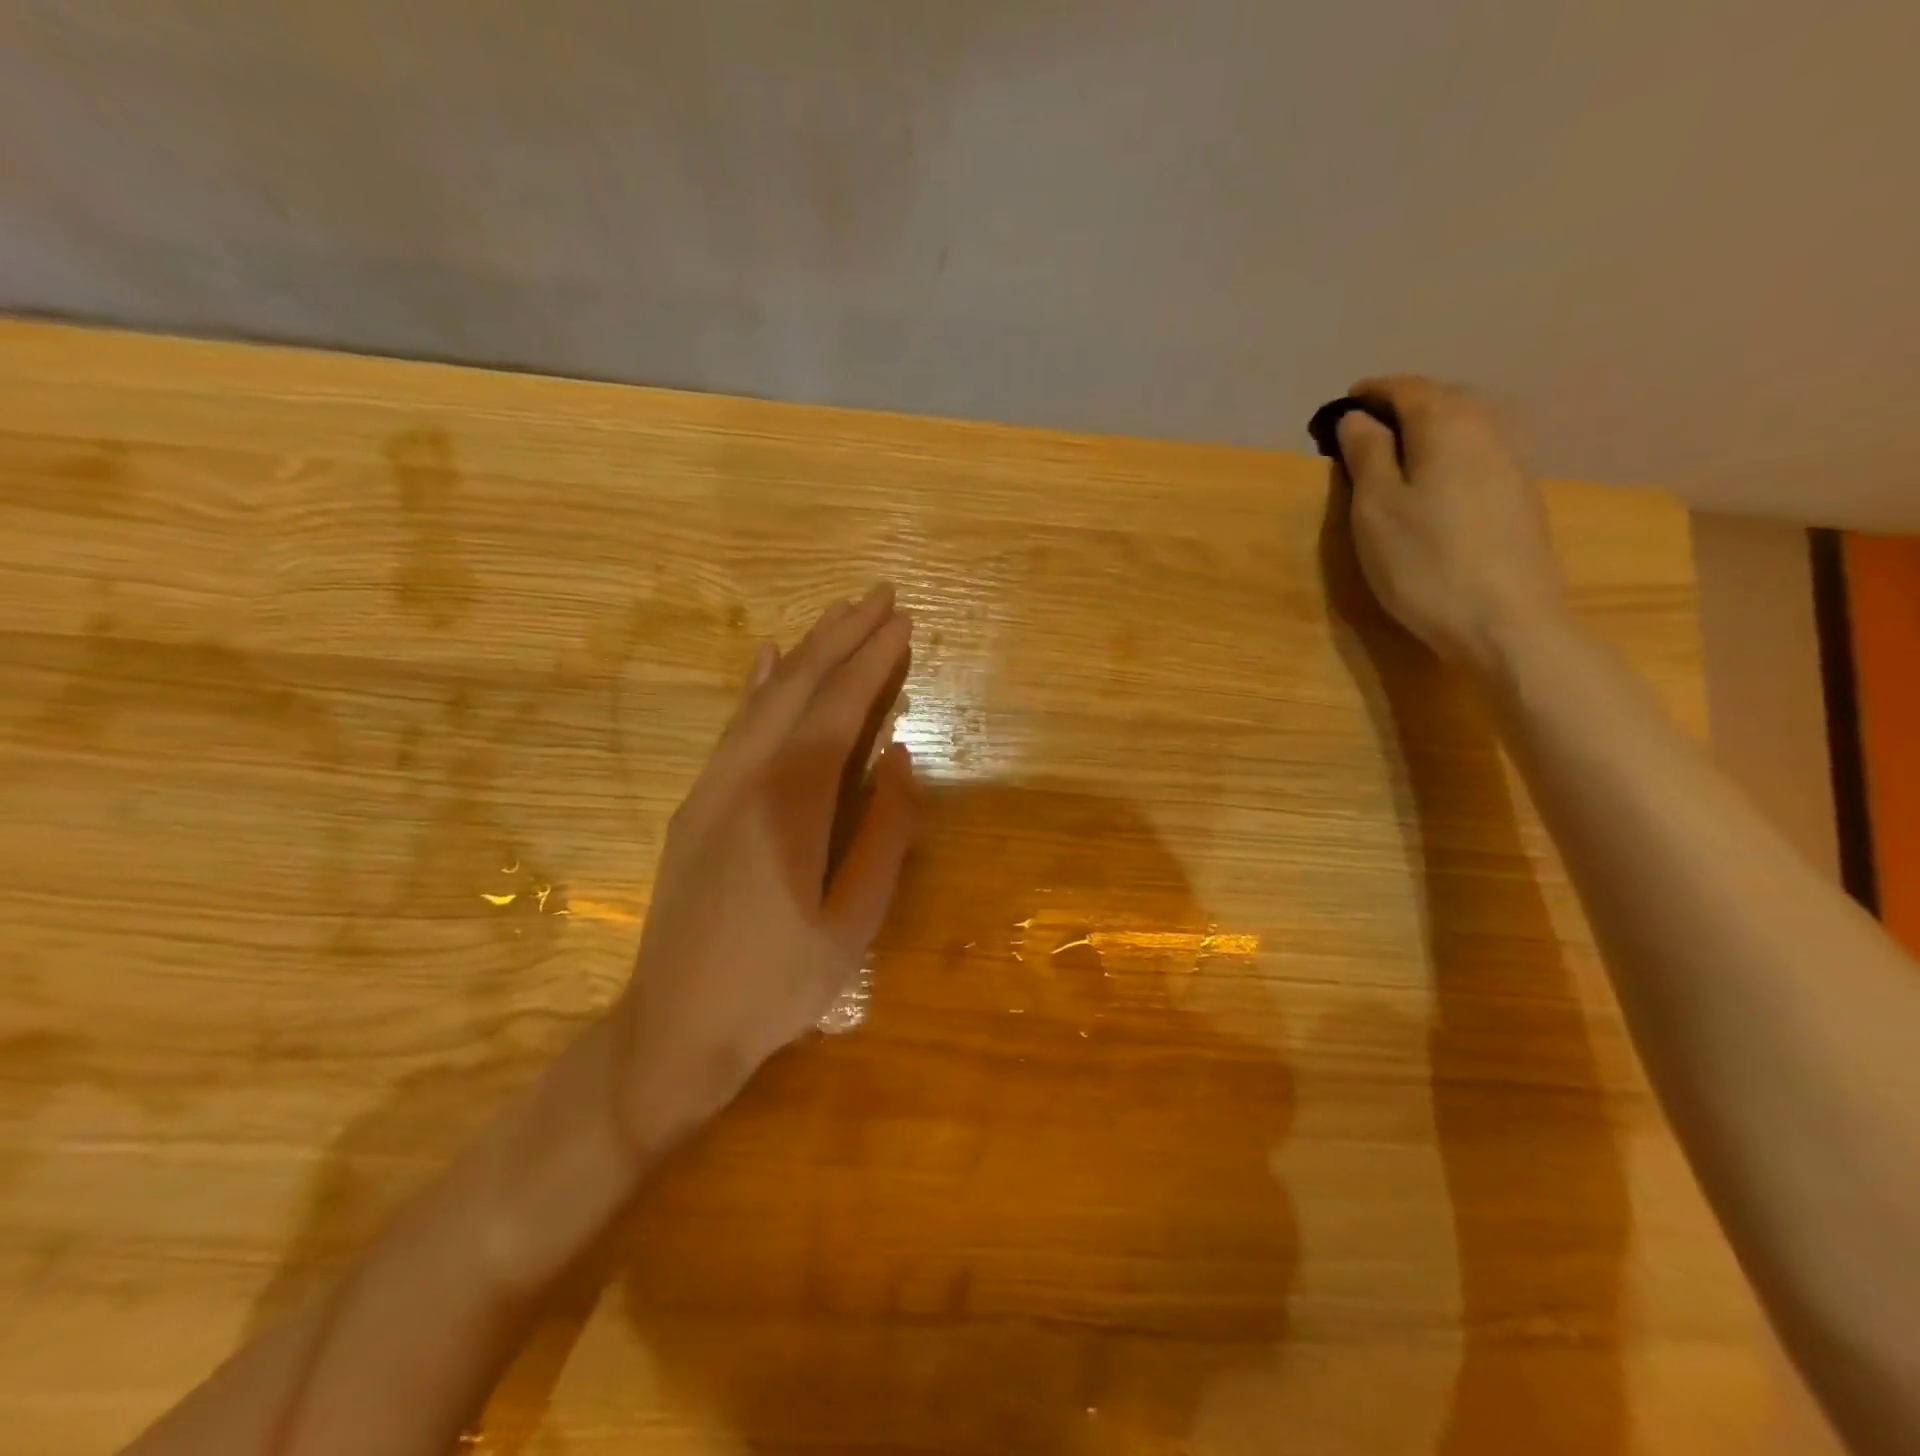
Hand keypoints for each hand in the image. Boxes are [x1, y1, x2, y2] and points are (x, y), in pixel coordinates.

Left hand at [607, 584, 917, 1146]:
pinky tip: (769, 658)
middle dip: (842, 638)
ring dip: (805, 652)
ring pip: (762, 700)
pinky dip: (757, 686)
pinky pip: (733, 727)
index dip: (871, 663)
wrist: (674, 1030)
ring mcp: (711, 788)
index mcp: (788, 807)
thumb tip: (897, 756)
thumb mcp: (852, 922)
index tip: (902, 623)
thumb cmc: (778, 985)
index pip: (836, 712)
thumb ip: (883, 834)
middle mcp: (743, 779)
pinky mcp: (695, 804)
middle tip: (881, 597)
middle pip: (797, 689)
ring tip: (840, 615)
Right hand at [1335, 376, 1568, 675]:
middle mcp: (1488, 430)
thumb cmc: (1424, 562)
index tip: (1344, 402)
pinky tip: (1433, 480)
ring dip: (1430, 427)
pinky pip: (1479, 453)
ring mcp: (1511, 463)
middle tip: (1368, 425)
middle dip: (1404, 403)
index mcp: (1447, 425)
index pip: (1407, 389)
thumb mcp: (1375, 508)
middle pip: (1444, 398)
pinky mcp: (1519, 496)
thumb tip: (1357, 418)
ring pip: (1467, 425)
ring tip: (1397, 450)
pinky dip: (1449, 451)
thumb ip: (1366, 454)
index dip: (1372, 391)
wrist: (1505, 621)